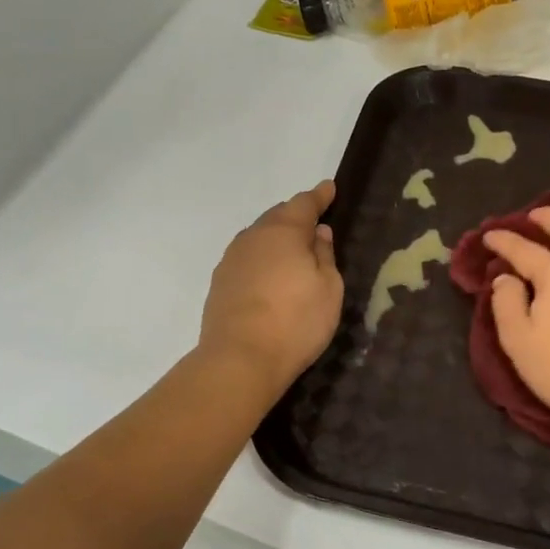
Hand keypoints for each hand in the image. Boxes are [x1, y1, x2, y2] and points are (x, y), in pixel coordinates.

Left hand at [200, 180, 342, 398]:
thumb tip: (318, 233)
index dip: (319, 196)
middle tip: (314, 223)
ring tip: (292, 251)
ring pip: (258, 238)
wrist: (240, 359)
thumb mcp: (328, 289)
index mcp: (283, 232)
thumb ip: (324, 255)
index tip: (329, 188)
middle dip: (296, 216)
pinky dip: (262, 260)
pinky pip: (247, 260)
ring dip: (276, 239)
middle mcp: (252, 238)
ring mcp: (231, 260)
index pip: (304, 204)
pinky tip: (270, 276)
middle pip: (277, 218)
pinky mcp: (220, 284)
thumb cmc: (296, 322)